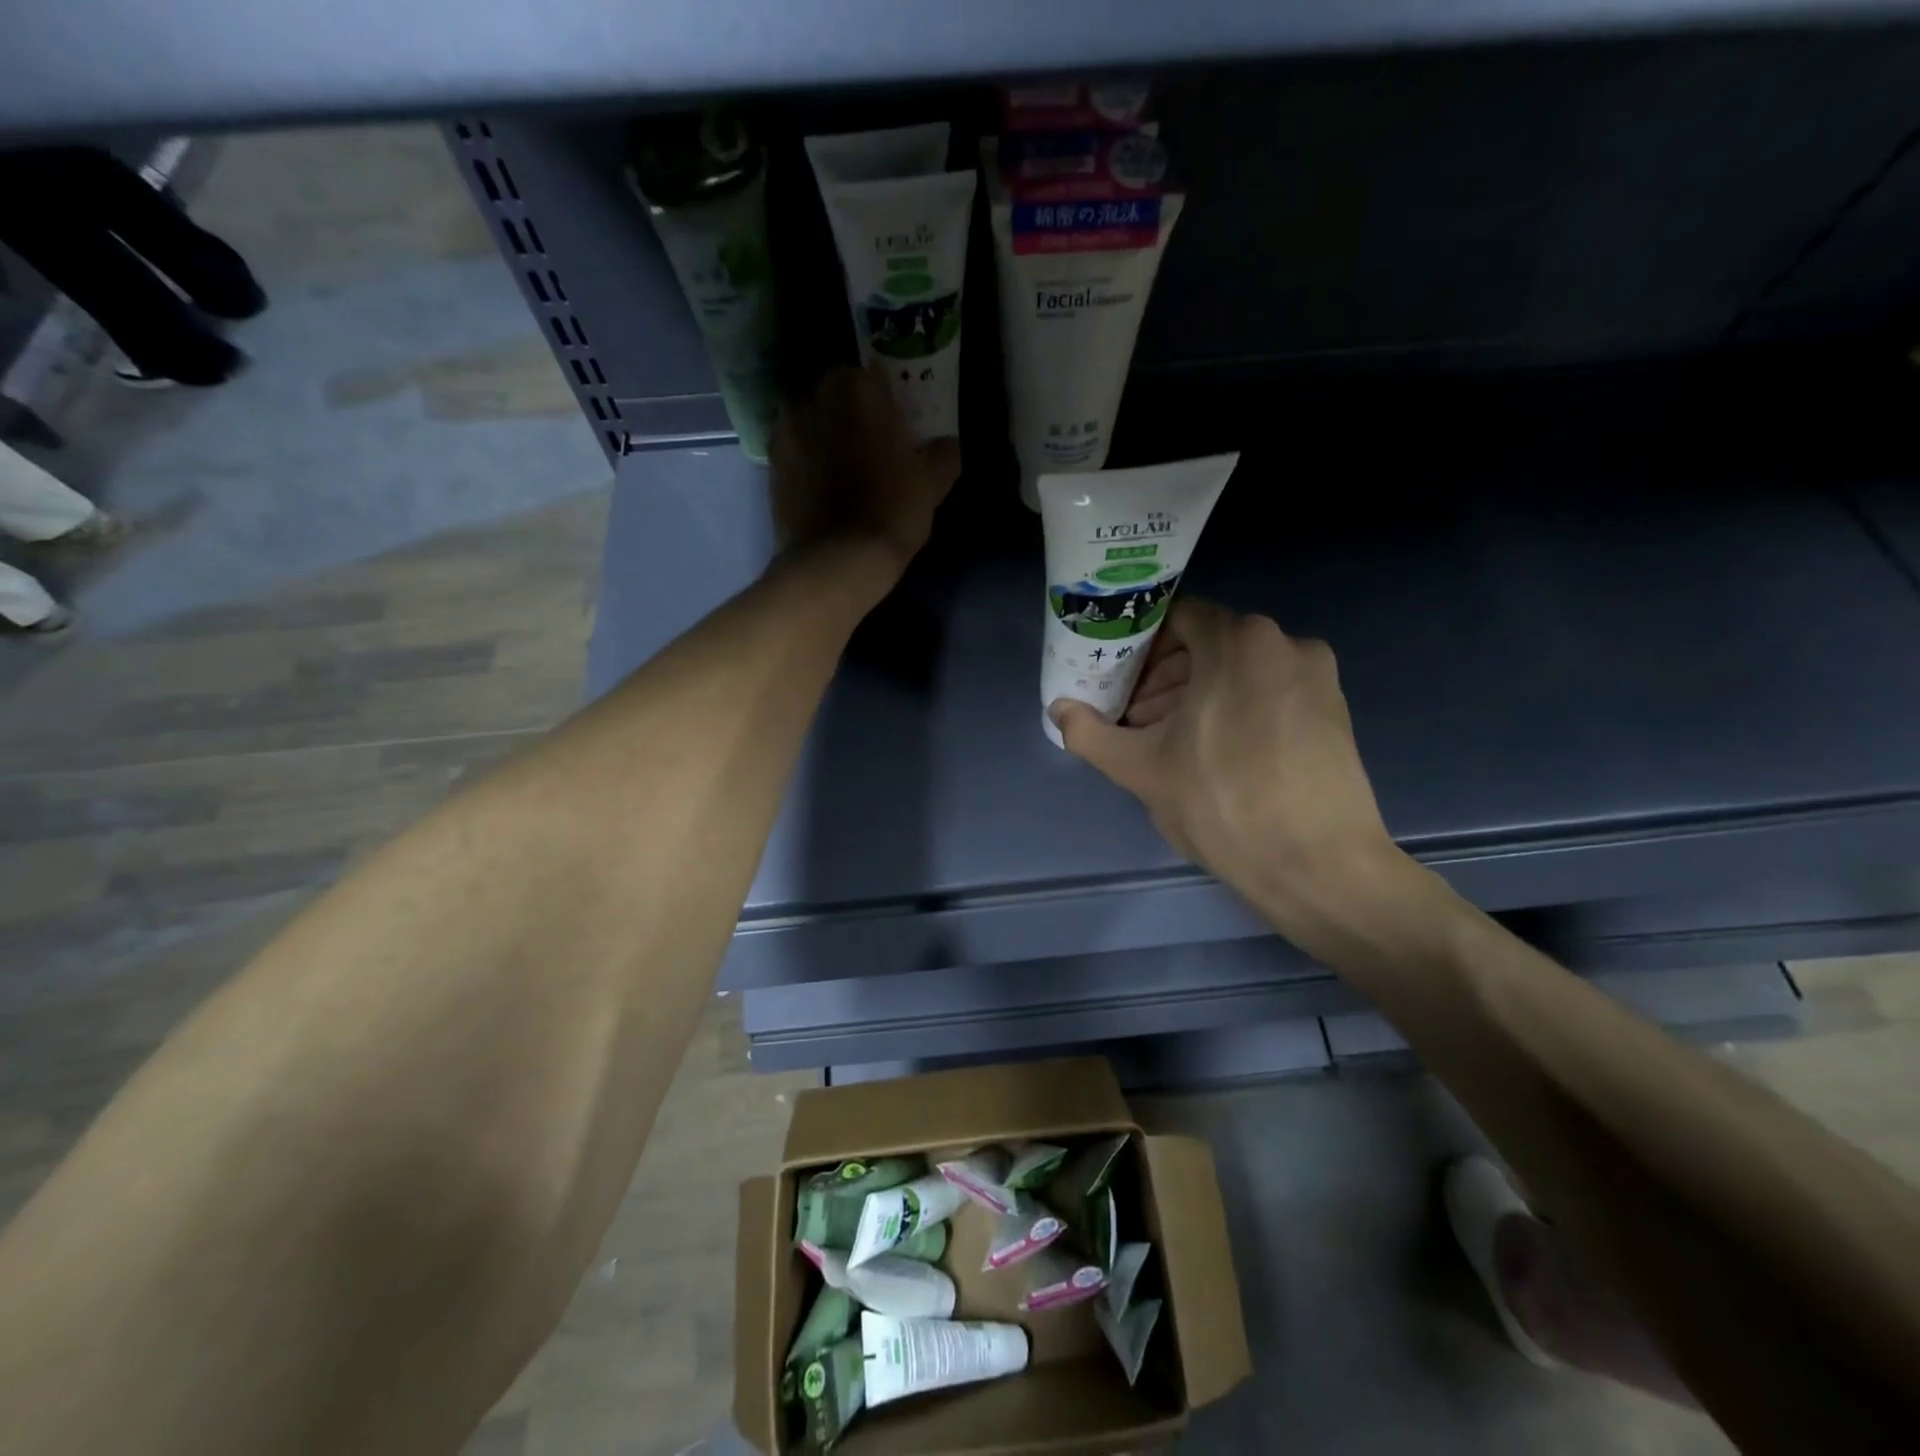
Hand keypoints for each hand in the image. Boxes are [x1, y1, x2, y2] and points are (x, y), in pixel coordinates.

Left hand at [770, 363, 960, 582]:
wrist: (835, 560)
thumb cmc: (891, 512)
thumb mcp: (932, 485)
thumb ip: (943, 455)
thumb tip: (947, 444)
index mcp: (860, 389)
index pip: (875, 375)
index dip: (886, 400)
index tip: (896, 423)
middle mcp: (816, 396)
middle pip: (837, 393)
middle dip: (851, 411)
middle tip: (871, 444)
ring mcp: (786, 429)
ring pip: (811, 418)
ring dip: (825, 432)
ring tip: (843, 467)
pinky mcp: (769, 462)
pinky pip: (794, 449)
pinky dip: (806, 459)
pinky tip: (821, 486)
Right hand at [1050, 599, 1415, 954]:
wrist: (1319, 866)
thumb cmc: (1222, 804)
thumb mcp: (1141, 769)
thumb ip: (1090, 733)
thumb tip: (1057, 710)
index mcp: (1238, 642)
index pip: (1178, 619)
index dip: (1142, 648)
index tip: (1120, 682)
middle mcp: (1285, 643)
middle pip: (1210, 644)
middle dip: (1167, 678)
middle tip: (1138, 719)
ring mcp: (1318, 677)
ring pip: (1242, 670)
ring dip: (1200, 695)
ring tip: (1173, 743)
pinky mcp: (1336, 710)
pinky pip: (1273, 692)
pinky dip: (1239, 708)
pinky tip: (1219, 754)